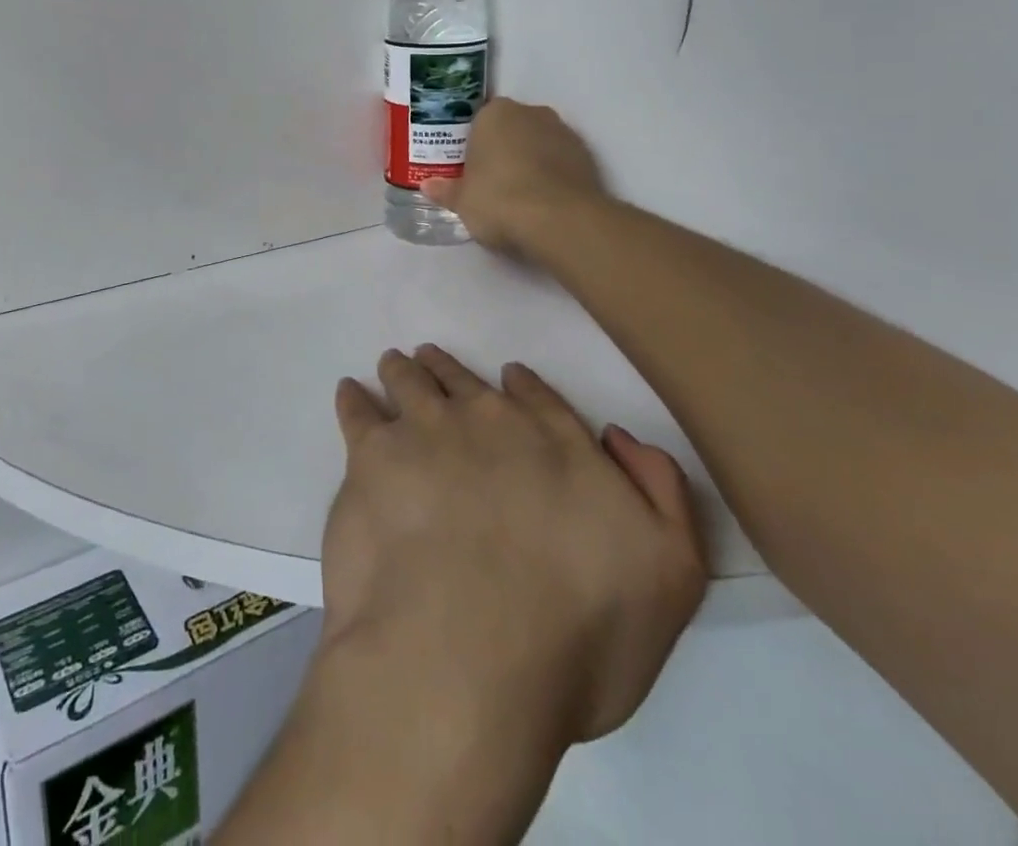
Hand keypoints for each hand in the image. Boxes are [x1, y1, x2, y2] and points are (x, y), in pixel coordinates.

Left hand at [323, 346, 706, 751]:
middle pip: (466, 382)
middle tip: (432, 360)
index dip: (521, 386)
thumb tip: (618, 436)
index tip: (505, 376)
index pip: (538, 399)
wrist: (465, 656)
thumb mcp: (668, 576)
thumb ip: (659, 493)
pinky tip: (349, 393)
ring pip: (412, 382)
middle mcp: (489, 422)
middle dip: (451, 370)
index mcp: (557, 444)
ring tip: (394, 364)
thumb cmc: (576, 633)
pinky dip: (354, 398)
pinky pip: (357, 410)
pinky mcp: (371, 456)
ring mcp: (425, 431)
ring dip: (405, 371)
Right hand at [423, 99, 606, 256]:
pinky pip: (560, 160)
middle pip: (511, 128)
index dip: (473, 143)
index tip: (468, 167)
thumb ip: (446, 190)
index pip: (478, 120)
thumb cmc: (499, 199)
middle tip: (490, 180)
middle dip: (502, 148)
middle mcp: (530, 113)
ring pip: (538, 142)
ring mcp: (563, 132)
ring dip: (530, 160)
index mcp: (495, 113)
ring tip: (519, 194)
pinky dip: (552, 174)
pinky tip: (543, 200)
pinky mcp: (586, 155)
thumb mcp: (462, 201)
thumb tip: (428, 186)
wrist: (560, 220)